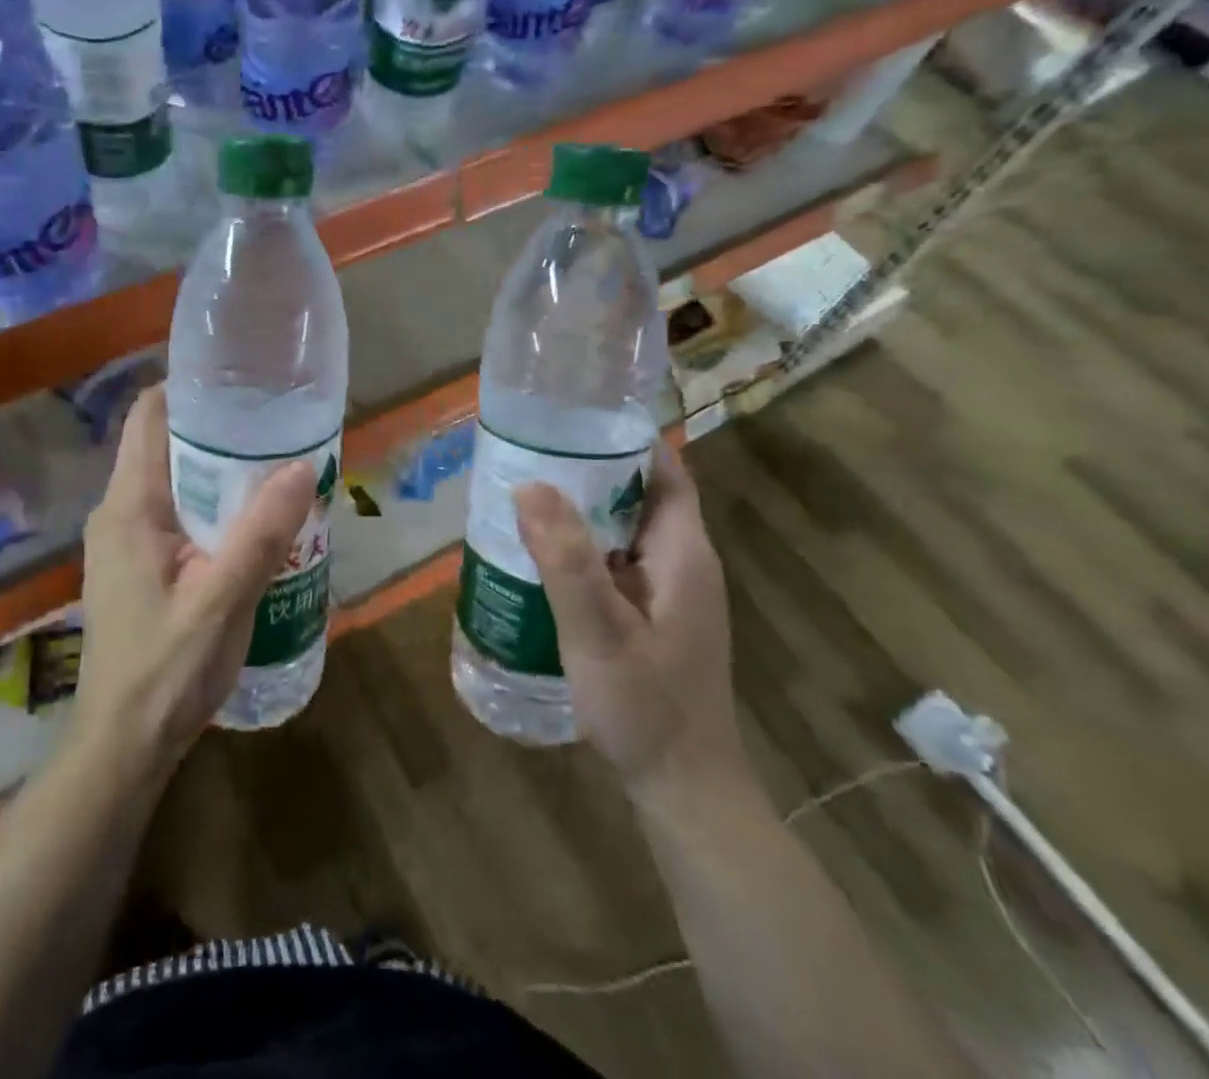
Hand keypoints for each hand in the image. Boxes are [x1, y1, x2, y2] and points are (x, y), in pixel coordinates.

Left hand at [74, 386, 315, 777]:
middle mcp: (118, 511)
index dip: (190, 388)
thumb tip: (304, 465)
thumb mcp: (223, 600)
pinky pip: (174, 512)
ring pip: (172, 479)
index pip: (149, 415)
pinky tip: (252, 518)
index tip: (243, 380)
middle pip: (165, 443)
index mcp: (129, 505)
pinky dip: (210, 503)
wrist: (124, 745)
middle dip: (217, 428)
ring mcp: (124, 539)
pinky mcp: (137, 564)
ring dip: (218, 469)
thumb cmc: (167, 671)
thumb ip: (262, 533)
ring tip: (274, 463)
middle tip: (277, 423)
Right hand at [514, 440, 744, 796]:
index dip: (624, 438)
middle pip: (639, 495)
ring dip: (582, 510)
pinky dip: (583, 547)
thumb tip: (530, 484)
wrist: (683, 788)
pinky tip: (541, 556)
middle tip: (529, 453)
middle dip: (590, 469)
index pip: (664, 470)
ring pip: (624, 530)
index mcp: (682, 553)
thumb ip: (565, 559)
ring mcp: (669, 592)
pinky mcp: (653, 616)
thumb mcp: (597, 631)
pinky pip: (616, 562)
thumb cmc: (645, 707)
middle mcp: (682, 563)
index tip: (570, 419)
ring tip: (525, 493)